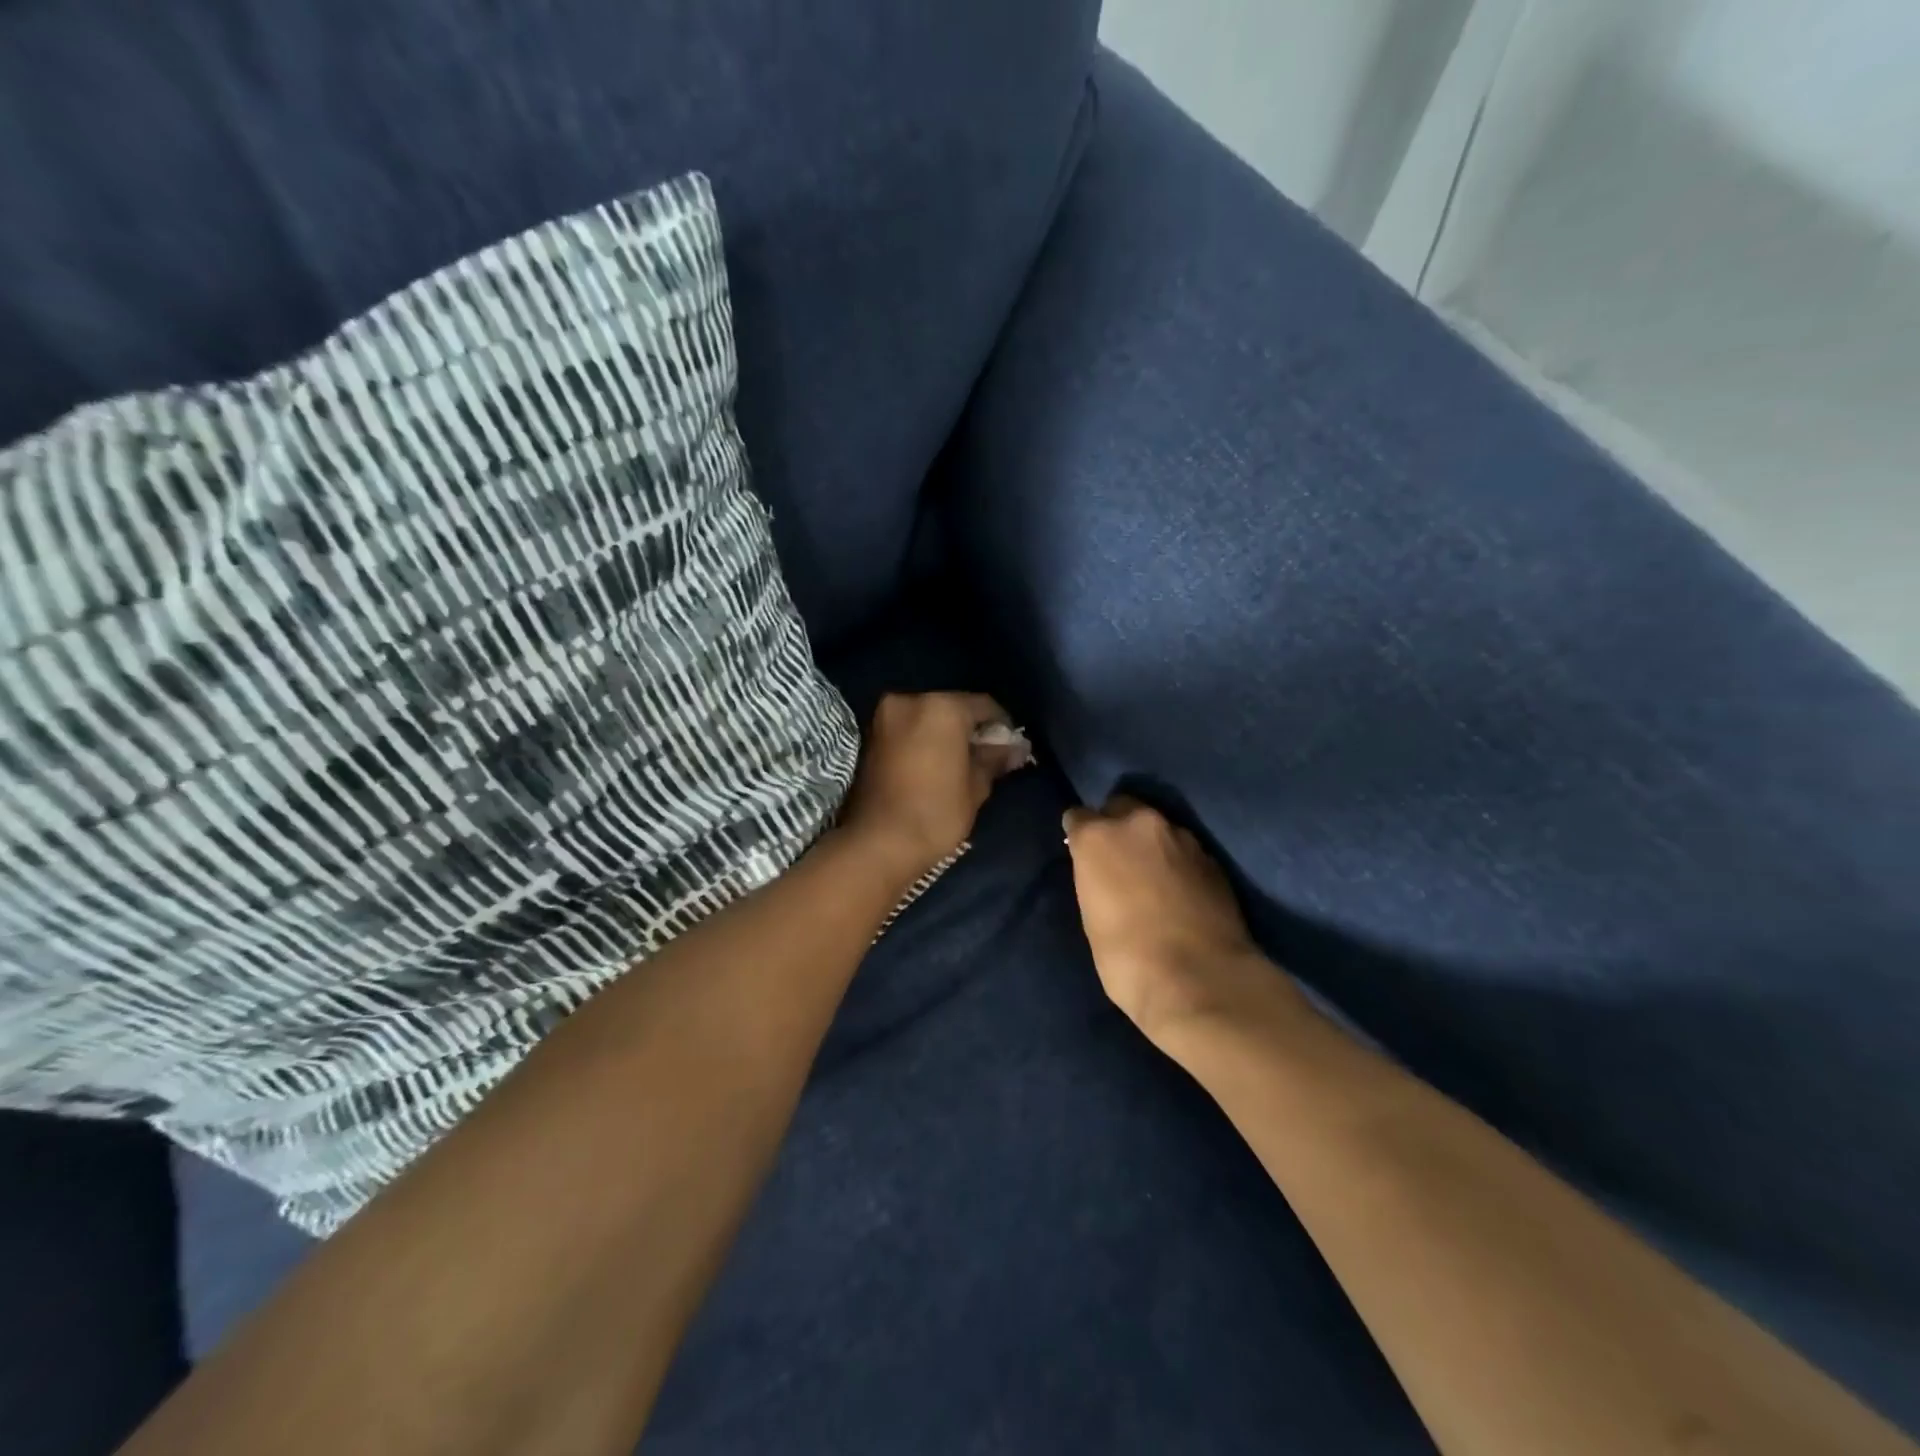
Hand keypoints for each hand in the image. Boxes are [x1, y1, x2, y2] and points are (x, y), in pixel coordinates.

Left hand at [839, 693, 1023, 880]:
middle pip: (953, 708)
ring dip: (944, 735)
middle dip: (970, 729)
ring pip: (927, 718)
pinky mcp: (870, 736)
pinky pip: (907, 730)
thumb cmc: (936, 813)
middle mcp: (910, 701)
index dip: (1003, 726)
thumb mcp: (976, 787)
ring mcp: (885, 717)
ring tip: (959, 764)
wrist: (877, 843)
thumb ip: (994, 759)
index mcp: (942, 707)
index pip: (985, 706)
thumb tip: (1015, 748)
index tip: (1011, 749)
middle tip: (986, 757)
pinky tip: (933, 765)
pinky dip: (922, 741)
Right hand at [1063, 797, 1284, 1042]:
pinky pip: (1185, 850)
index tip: (1081, 854)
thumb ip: (1094, 879)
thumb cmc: (1126, 957)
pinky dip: (1178, 863)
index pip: (1078, 816)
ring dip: (1151, 844)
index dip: (1079, 835)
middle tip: (1118, 861)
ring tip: (1153, 878)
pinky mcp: (1212, 858)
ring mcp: (1181, 837)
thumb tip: (1102, 873)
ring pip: (1157, 827)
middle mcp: (1139, 824)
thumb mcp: (1091, 916)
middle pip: (1121, 807)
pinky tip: (1180, 892)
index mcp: (1099, 836)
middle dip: (1117, 826)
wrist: (1199, 979)